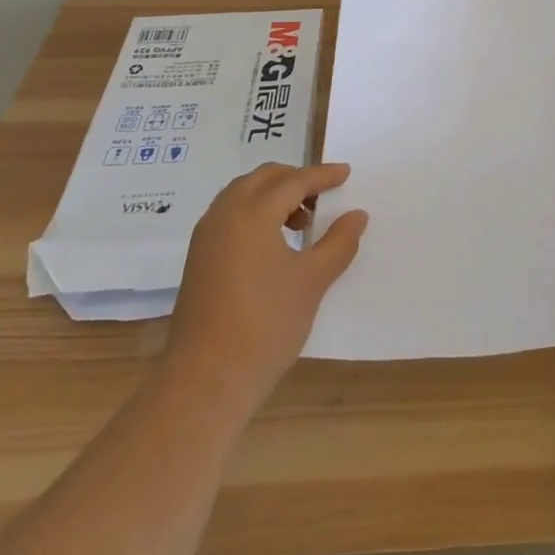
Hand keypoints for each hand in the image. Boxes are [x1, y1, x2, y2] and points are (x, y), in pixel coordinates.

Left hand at [164, 163, 367, 406]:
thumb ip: (338, 242)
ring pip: (242, 195)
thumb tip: (357, 215)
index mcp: (252, 214)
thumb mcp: (312, 281)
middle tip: (323, 195)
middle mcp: (224, 215)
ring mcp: (205, 238)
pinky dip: (254, 213)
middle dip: (295, 179)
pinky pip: (229, 216)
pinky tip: (273, 243)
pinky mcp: (198, 260)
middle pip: (263, 179)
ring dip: (273, 196)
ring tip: (301, 221)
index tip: (346, 174)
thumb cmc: (266, 326)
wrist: (206, 381)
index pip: (293, 181)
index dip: (322, 176)